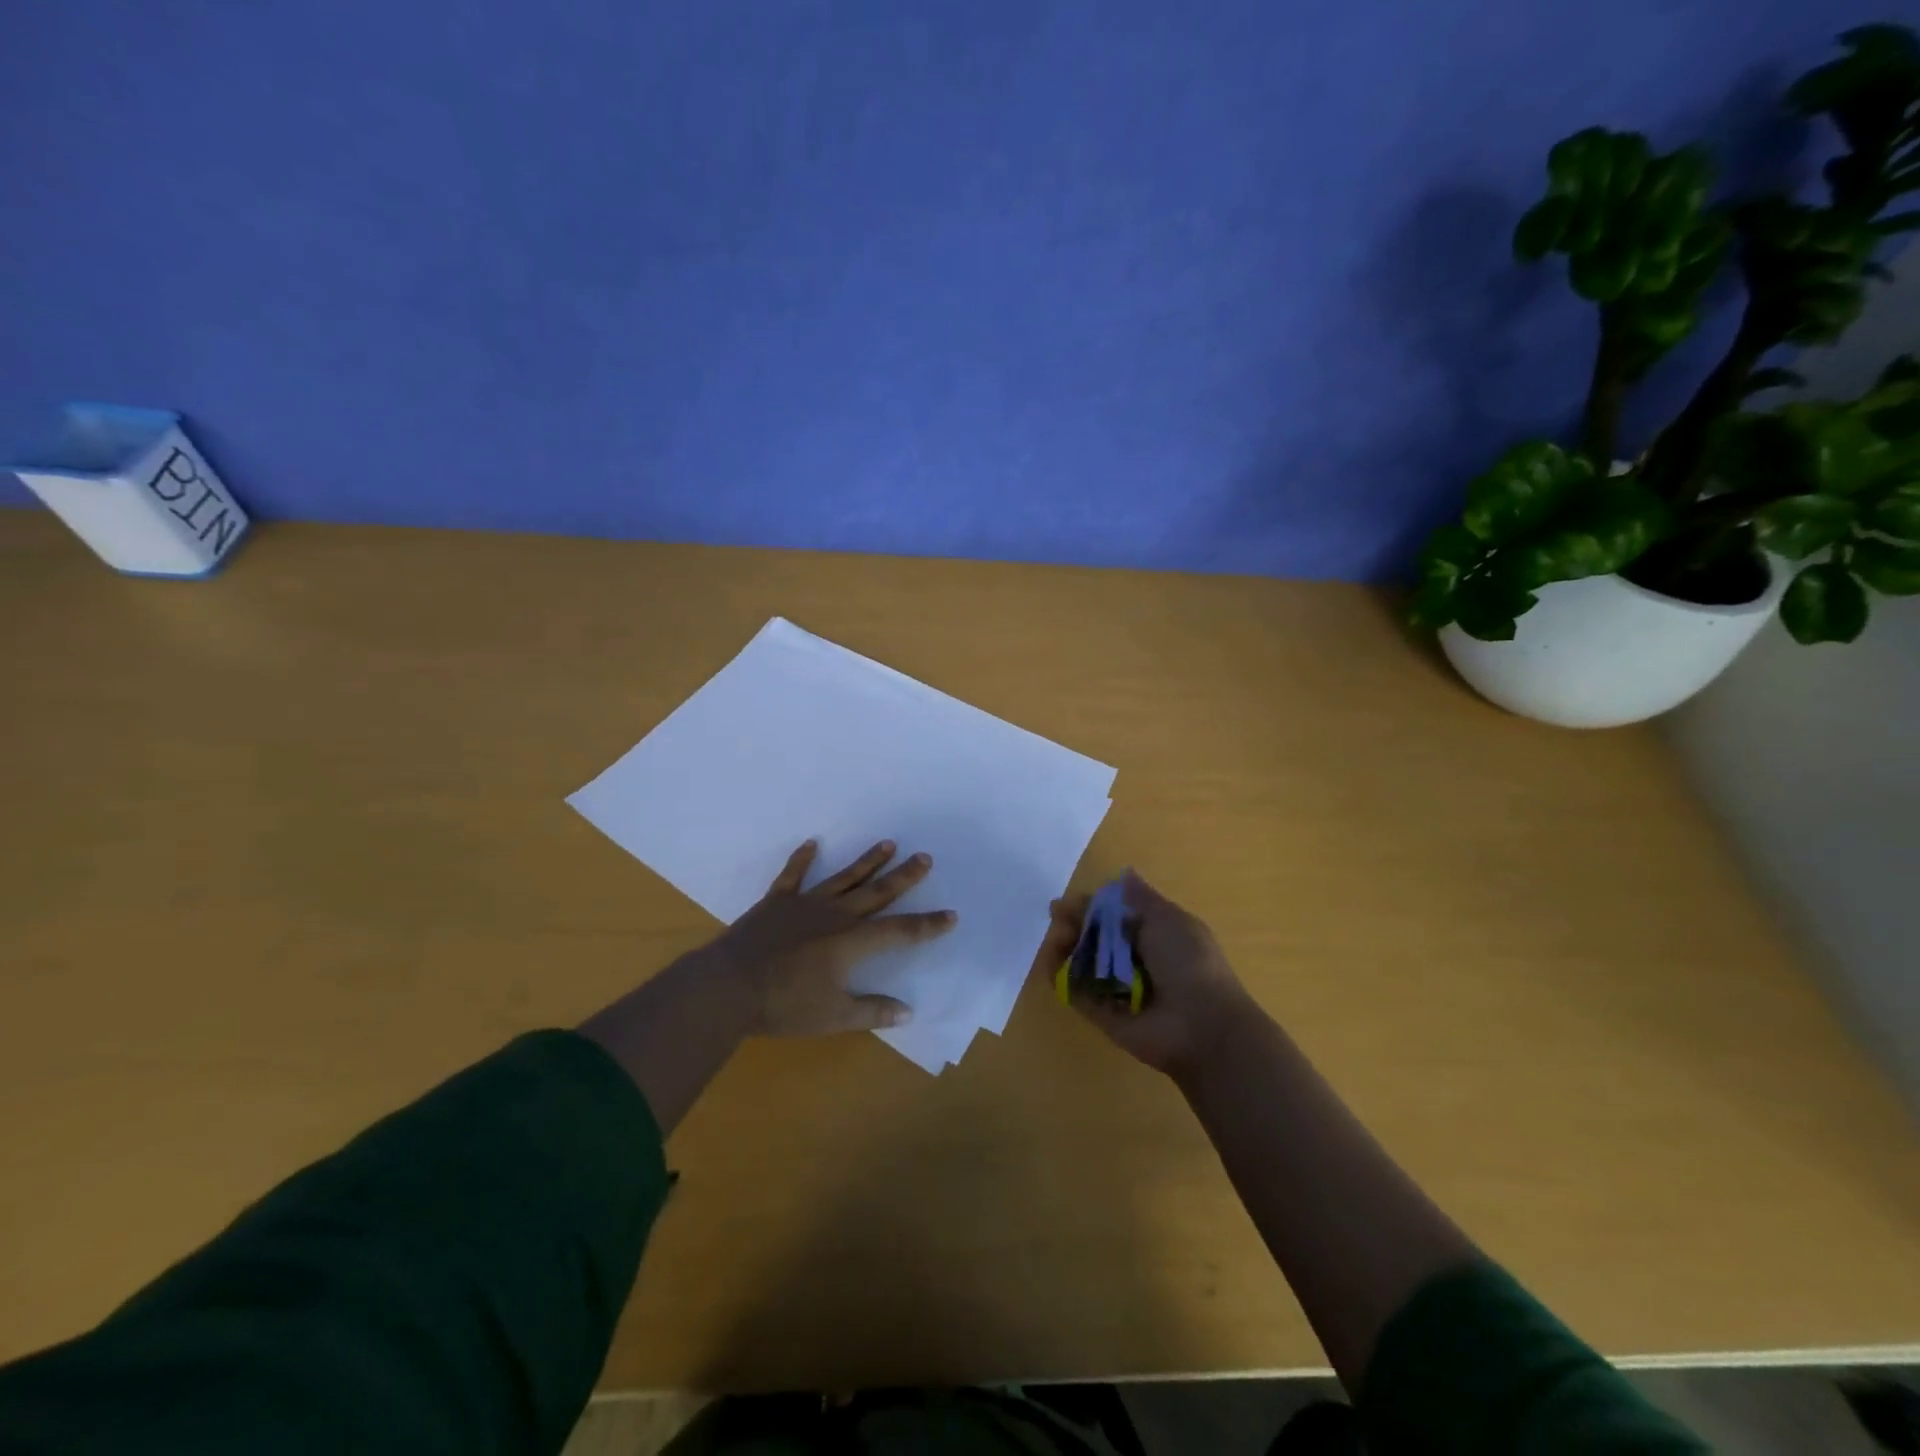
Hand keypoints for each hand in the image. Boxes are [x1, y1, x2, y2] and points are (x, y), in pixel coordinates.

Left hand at [694, 839, 956, 1036]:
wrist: (728, 986)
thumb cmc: (784, 1005)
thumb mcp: (834, 1016)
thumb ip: (872, 1010)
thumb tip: (908, 1011)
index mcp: (852, 941)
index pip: (900, 931)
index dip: (927, 925)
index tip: (951, 915)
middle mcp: (834, 915)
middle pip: (876, 892)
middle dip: (904, 876)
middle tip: (925, 857)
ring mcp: (804, 904)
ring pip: (843, 878)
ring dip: (867, 861)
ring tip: (888, 843)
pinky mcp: (776, 902)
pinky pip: (793, 875)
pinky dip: (803, 859)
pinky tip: (813, 843)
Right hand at [1037, 871, 1253, 1080]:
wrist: (1202, 1026)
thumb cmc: (1189, 962)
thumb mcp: (1168, 919)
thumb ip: (1139, 898)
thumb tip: (1125, 873)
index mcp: (1152, 932)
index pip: (1112, 913)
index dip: (1089, 906)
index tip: (1066, 904)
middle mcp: (1133, 958)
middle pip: (1093, 935)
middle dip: (1073, 924)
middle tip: (1060, 922)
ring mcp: (1116, 987)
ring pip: (1080, 961)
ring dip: (1063, 947)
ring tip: (1057, 943)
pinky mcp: (1102, 1013)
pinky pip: (1075, 992)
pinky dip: (1060, 977)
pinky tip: (1051, 964)